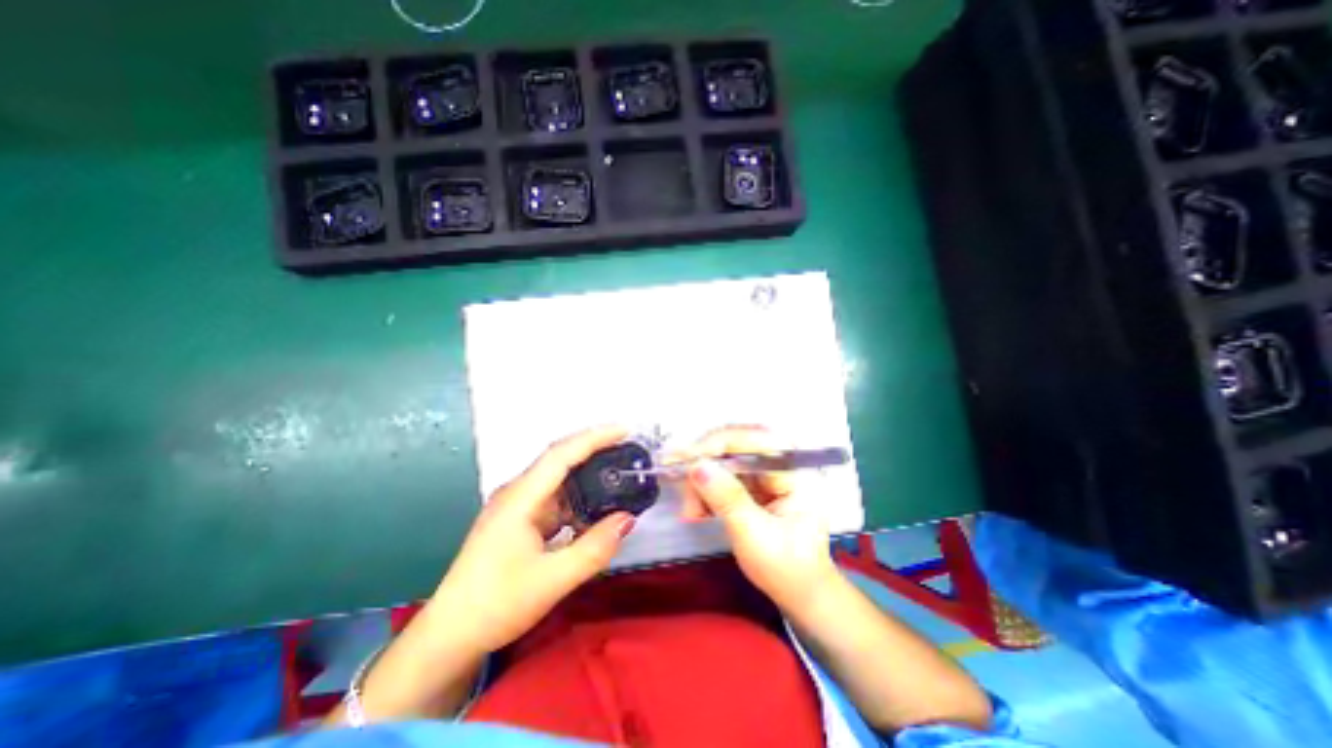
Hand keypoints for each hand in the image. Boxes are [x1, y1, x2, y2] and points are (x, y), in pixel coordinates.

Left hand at [425, 427, 633, 654]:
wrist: (449, 637)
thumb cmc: (496, 605)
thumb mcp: (552, 580)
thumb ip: (594, 548)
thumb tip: (628, 518)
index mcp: (520, 498)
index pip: (561, 454)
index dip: (594, 438)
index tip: (624, 430)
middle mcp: (517, 493)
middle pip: (559, 459)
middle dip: (594, 449)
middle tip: (628, 449)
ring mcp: (516, 507)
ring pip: (558, 480)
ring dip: (587, 473)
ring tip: (618, 473)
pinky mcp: (518, 521)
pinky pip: (554, 500)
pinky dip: (577, 498)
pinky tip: (594, 507)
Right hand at [680, 426, 834, 612]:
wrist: (799, 594)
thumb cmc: (786, 569)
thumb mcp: (755, 535)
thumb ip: (727, 498)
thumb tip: (697, 466)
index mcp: (795, 472)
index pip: (753, 442)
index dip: (717, 445)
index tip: (686, 459)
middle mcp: (782, 463)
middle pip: (736, 445)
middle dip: (705, 465)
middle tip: (681, 483)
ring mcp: (768, 473)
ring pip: (725, 460)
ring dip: (702, 481)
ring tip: (691, 511)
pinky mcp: (756, 483)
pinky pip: (725, 475)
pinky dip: (707, 491)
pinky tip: (698, 510)